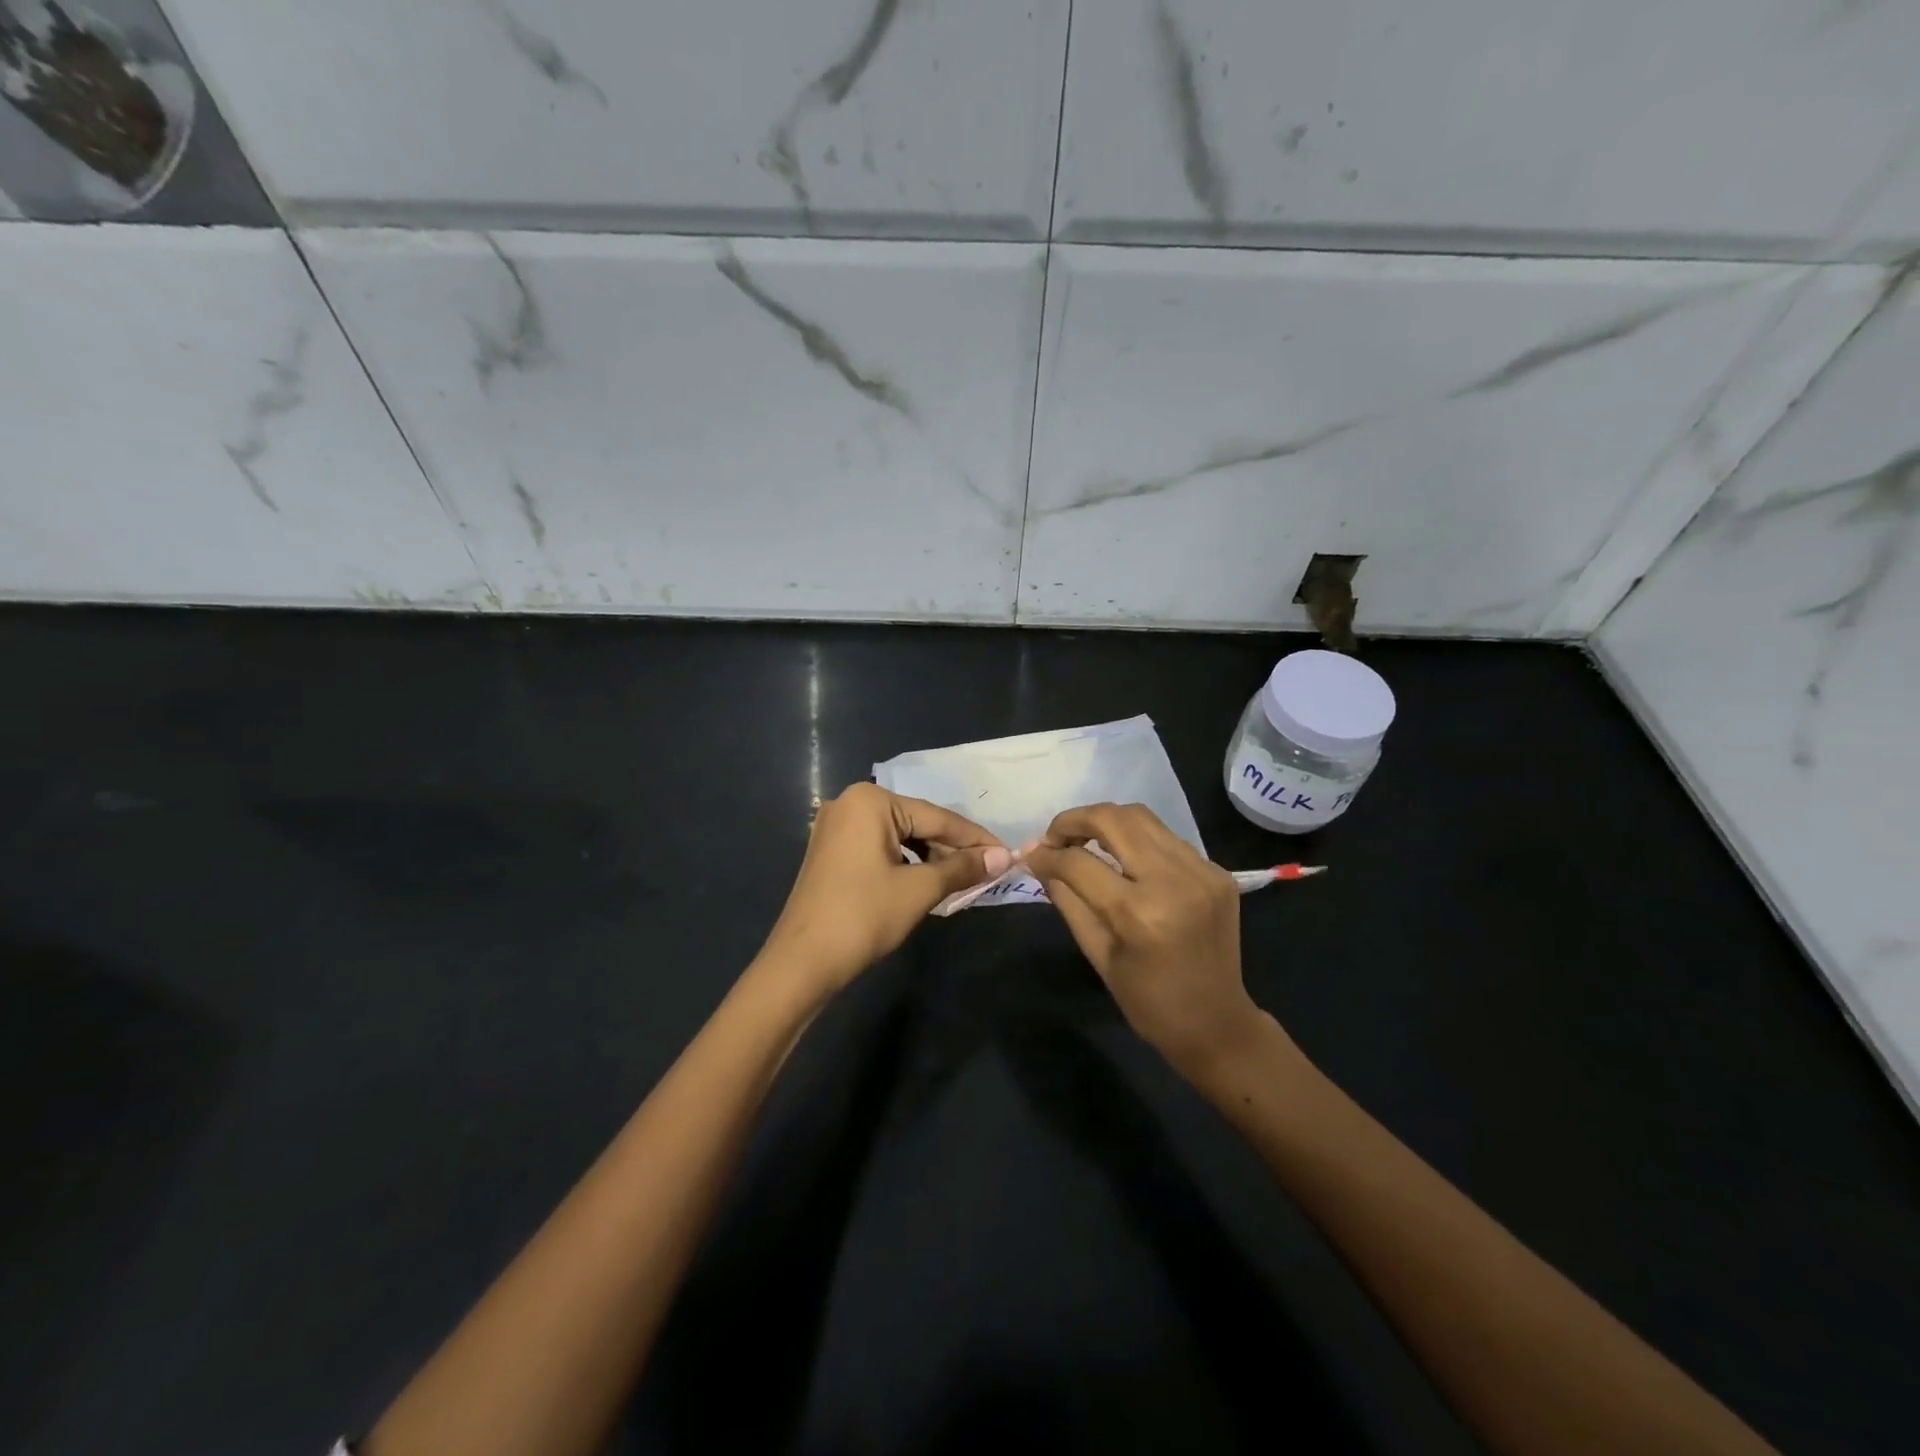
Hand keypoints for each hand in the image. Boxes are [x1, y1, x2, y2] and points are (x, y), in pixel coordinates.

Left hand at [759, 783, 1010, 996]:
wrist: (802, 963)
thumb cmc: (863, 917)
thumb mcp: (919, 890)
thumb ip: (962, 868)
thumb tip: (1004, 857)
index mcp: (870, 801)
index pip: (936, 817)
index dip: (975, 839)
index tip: (1007, 853)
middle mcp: (850, 803)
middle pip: (917, 823)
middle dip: (953, 849)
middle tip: (989, 869)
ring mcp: (837, 828)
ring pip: (899, 837)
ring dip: (931, 858)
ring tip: (964, 878)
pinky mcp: (832, 852)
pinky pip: (880, 849)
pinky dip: (907, 864)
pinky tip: (928, 881)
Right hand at [1026, 803, 1263, 1075]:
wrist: (1217, 1023)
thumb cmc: (1148, 1001)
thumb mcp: (1097, 954)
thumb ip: (1067, 899)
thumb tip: (1037, 859)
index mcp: (1139, 914)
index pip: (1080, 863)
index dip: (1048, 854)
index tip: (1032, 855)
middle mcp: (1174, 881)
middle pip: (1114, 819)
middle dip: (1075, 820)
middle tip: (1055, 837)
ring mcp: (1201, 871)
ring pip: (1142, 817)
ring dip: (1106, 822)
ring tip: (1085, 841)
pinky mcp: (1217, 871)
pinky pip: (1166, 838)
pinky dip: (1137, 840)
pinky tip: (1125, 859)